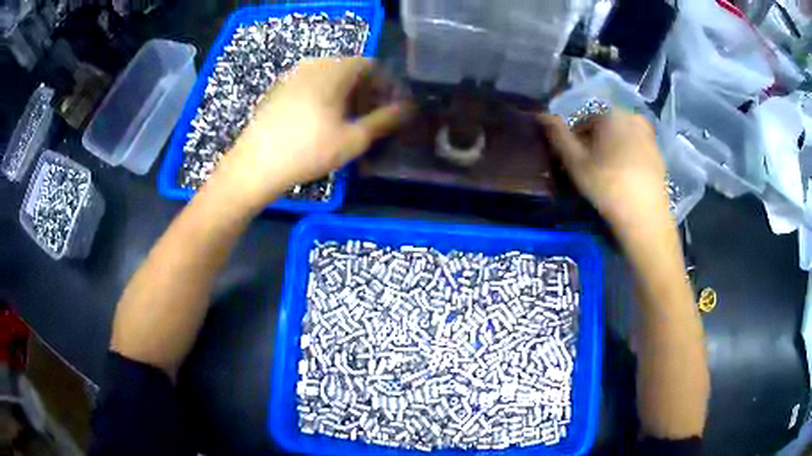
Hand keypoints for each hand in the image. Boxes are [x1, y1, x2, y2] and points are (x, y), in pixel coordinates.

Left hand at [211, 58, 409, 209]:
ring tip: (343, 125)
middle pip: (350, 70)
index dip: (384, 87)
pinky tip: (317, 125)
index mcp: (335, 69)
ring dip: (343, 96)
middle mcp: (314, 64)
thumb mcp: (354, 139)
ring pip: (328, 78)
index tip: (386, 111)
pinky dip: (321, 99)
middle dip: (364, 92)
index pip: (371, 66)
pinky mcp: (277, 89)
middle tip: (367, 121)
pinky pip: (309, 86)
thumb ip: (385, 120)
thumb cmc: (309, 150)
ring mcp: (292, 75)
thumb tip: (409, 108)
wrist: (254, 166)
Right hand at [539, 112, 669, 229]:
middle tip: (588, 171)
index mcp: (612, 114)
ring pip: (620, 138)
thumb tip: (541, 115)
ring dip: (610, 151)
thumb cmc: (608, 187)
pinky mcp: (659, 154)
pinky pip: (635, 149)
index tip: (572, 163)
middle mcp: (633, 117)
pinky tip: (623, 180)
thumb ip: (557, 135)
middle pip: (604, 128)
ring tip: (606, 177)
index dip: (574, 141)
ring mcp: (649, 136)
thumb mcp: (575, 162)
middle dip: (593, 144)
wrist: (646, 219)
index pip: (583, 121)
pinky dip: (627, 159)